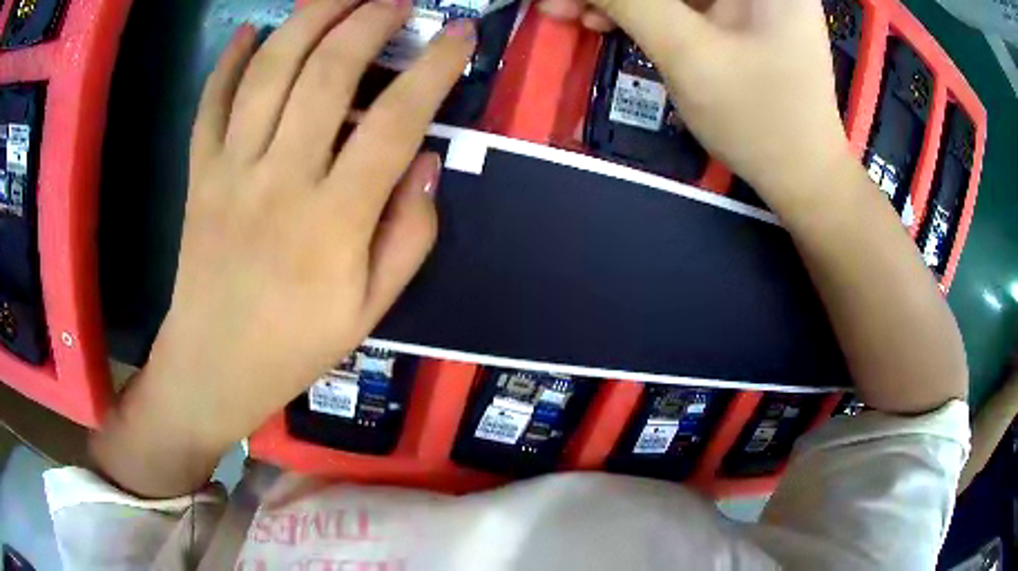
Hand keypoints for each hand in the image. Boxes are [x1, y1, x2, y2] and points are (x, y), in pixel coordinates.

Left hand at [92, 0, 475, 496]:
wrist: (212, 367)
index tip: (460, 34)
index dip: (435, 68)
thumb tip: (427, 162)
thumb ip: (409, 236)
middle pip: (326, 74)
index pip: (395, 121)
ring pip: (268, 73)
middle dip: (369, 22)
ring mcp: (229, 172)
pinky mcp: (198, 175)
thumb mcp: (370, 311)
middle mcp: (279, 181)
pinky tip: (252, 29)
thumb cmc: (294, 347)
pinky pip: (210, 104)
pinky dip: (230, 60)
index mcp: (332, 222)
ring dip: (309, 20)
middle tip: (397, 0)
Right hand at [541, 0, 851, 210]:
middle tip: (564, 7)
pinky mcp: (742, 17)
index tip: (571, 0)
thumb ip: (631, 2)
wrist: (802, 177)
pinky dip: (647, 11)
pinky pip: (684, 3)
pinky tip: (613, 23)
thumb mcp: (689, 55)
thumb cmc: (759, 121)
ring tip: (581, 17)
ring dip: (626, 1)